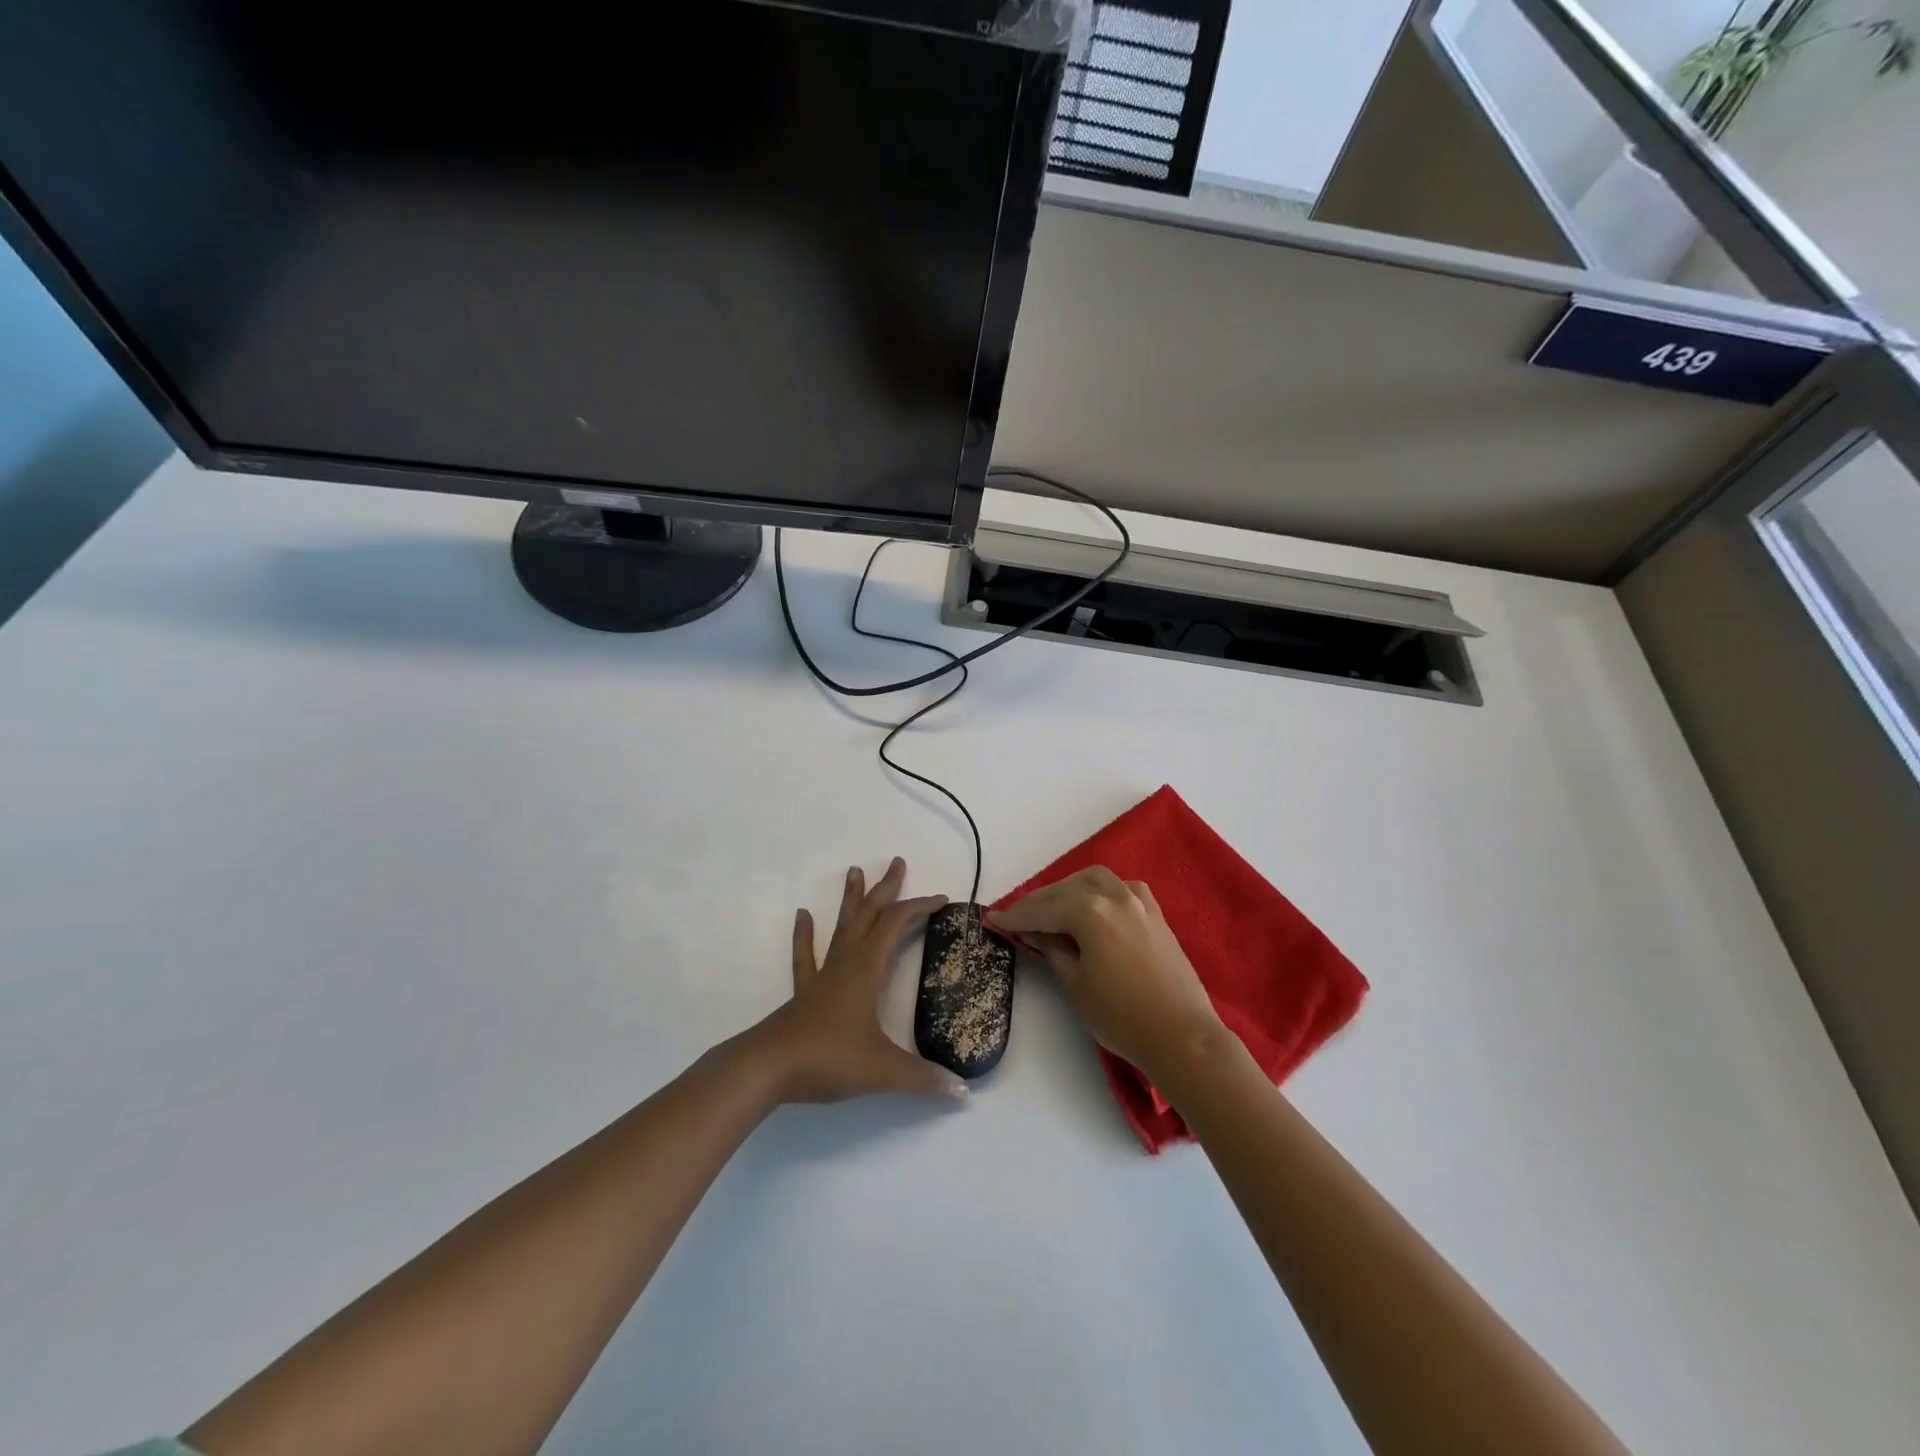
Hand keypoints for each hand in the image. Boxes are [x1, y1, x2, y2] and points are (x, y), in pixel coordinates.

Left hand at [744, 857, 967, 1103]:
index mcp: (867, 969)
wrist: (767, 1070)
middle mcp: (846, 963)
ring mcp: (822, 976)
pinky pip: (806, 956)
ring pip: (841, 928)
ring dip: (850, 900)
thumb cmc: (828, 1058)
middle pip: (869, 915)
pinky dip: (805, 935)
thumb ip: (924, 1078)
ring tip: (853, 870)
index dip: (920, 907)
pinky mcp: (804, 994)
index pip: (896, 924)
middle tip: (897, 862)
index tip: (943, 899)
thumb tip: (963, 1092)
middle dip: (886, 888)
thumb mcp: (883, 1070)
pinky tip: (802, 915)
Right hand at [990, 866, 1224, 1080]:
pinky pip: (1120, 889)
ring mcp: (1139, 901)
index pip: (1043, 908)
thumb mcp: (1075, 984)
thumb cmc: (1121, 1016)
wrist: (1182, 1036)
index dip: (1015, 916)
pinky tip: (1093, 906)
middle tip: (1018, 918)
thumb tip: (1035, 932)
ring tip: (1052, 909)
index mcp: (1090, 911)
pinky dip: (1099, 892)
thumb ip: (1052, 950)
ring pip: (1095, 881)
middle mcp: (1114, 895)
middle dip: (1040, 901)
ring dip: (1069, 890)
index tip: (993, 919)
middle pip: (1066, 889)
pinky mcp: (1155, 913)